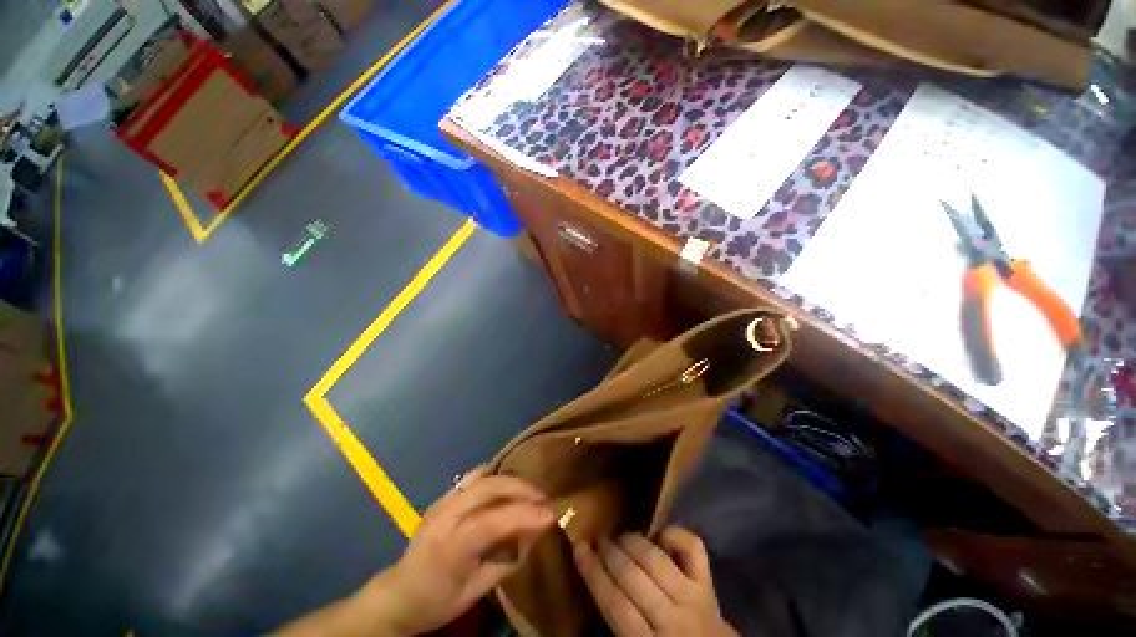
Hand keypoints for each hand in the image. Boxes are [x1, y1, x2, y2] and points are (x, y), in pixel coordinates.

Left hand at [365, 468, 553, 634]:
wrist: (397, 594)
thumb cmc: (436, 601)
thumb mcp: (473, 593)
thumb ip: (504, 562)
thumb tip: (534, 536)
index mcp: (450, 548)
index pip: (491, 522)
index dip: (523, 514)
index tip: (550, 513)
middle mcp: (444, 517)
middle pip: (488, 488)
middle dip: (521, 489)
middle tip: (544, 499)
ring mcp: (442, 502)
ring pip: (482, 477)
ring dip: (510, 481)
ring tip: (529, 491)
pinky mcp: (442, 497)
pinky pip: (472, 478)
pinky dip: (494, 477)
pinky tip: (506, 486)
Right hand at [574, 527, 736, 636]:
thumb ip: (617, 626)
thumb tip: (596, 585)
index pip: (615, 605)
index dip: (594, 573)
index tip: (579, 548)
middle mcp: (673, 620)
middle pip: (633, 578)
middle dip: (610, 553)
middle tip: (598, 540)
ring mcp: (693, 598)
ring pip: (655, 560)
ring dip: (632, 542)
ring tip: (618, 537)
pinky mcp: (708, 583)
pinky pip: (692, 548)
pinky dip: (673, 533)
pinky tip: (658, 535)